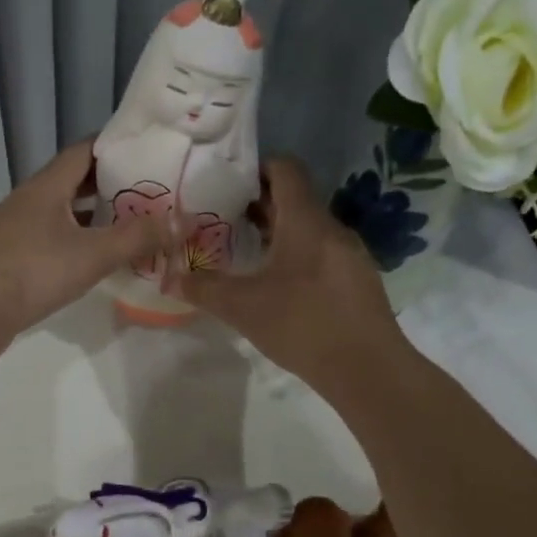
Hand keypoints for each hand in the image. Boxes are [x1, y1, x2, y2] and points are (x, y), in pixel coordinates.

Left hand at [0, 141, 170, 352]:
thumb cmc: (33, 272)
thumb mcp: (93, 254)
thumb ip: (138, 237)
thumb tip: (183, 221)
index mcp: (46, 186)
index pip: (84, 150)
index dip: (115, 145)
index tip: (148, 148)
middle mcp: (29, 200)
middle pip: (73, 180)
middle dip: (109, 182)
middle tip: (148, 188)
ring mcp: (17, 229)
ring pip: (62, 211)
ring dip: (92, 214)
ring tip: (129, 221)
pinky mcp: (12, 256)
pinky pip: (52, 236)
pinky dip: (77, 239)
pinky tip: (94, 256)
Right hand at [172, 157, 406, 395]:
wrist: (367, 368)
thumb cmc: (302, 324)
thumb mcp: (242, 307)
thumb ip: (203, 289)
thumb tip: (169, 278)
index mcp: (305, 221)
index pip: (286, 169)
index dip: (256, 168)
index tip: (226, 184)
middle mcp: (331, 228)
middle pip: (295, 199)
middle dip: (259, 204)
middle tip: (223, 218)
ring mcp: (349, 254)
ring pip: (308, 228)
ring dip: (278, 231)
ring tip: (245, 251)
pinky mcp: (357, 280)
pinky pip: (321, 252)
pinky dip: (296, 254)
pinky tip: (277, 284)